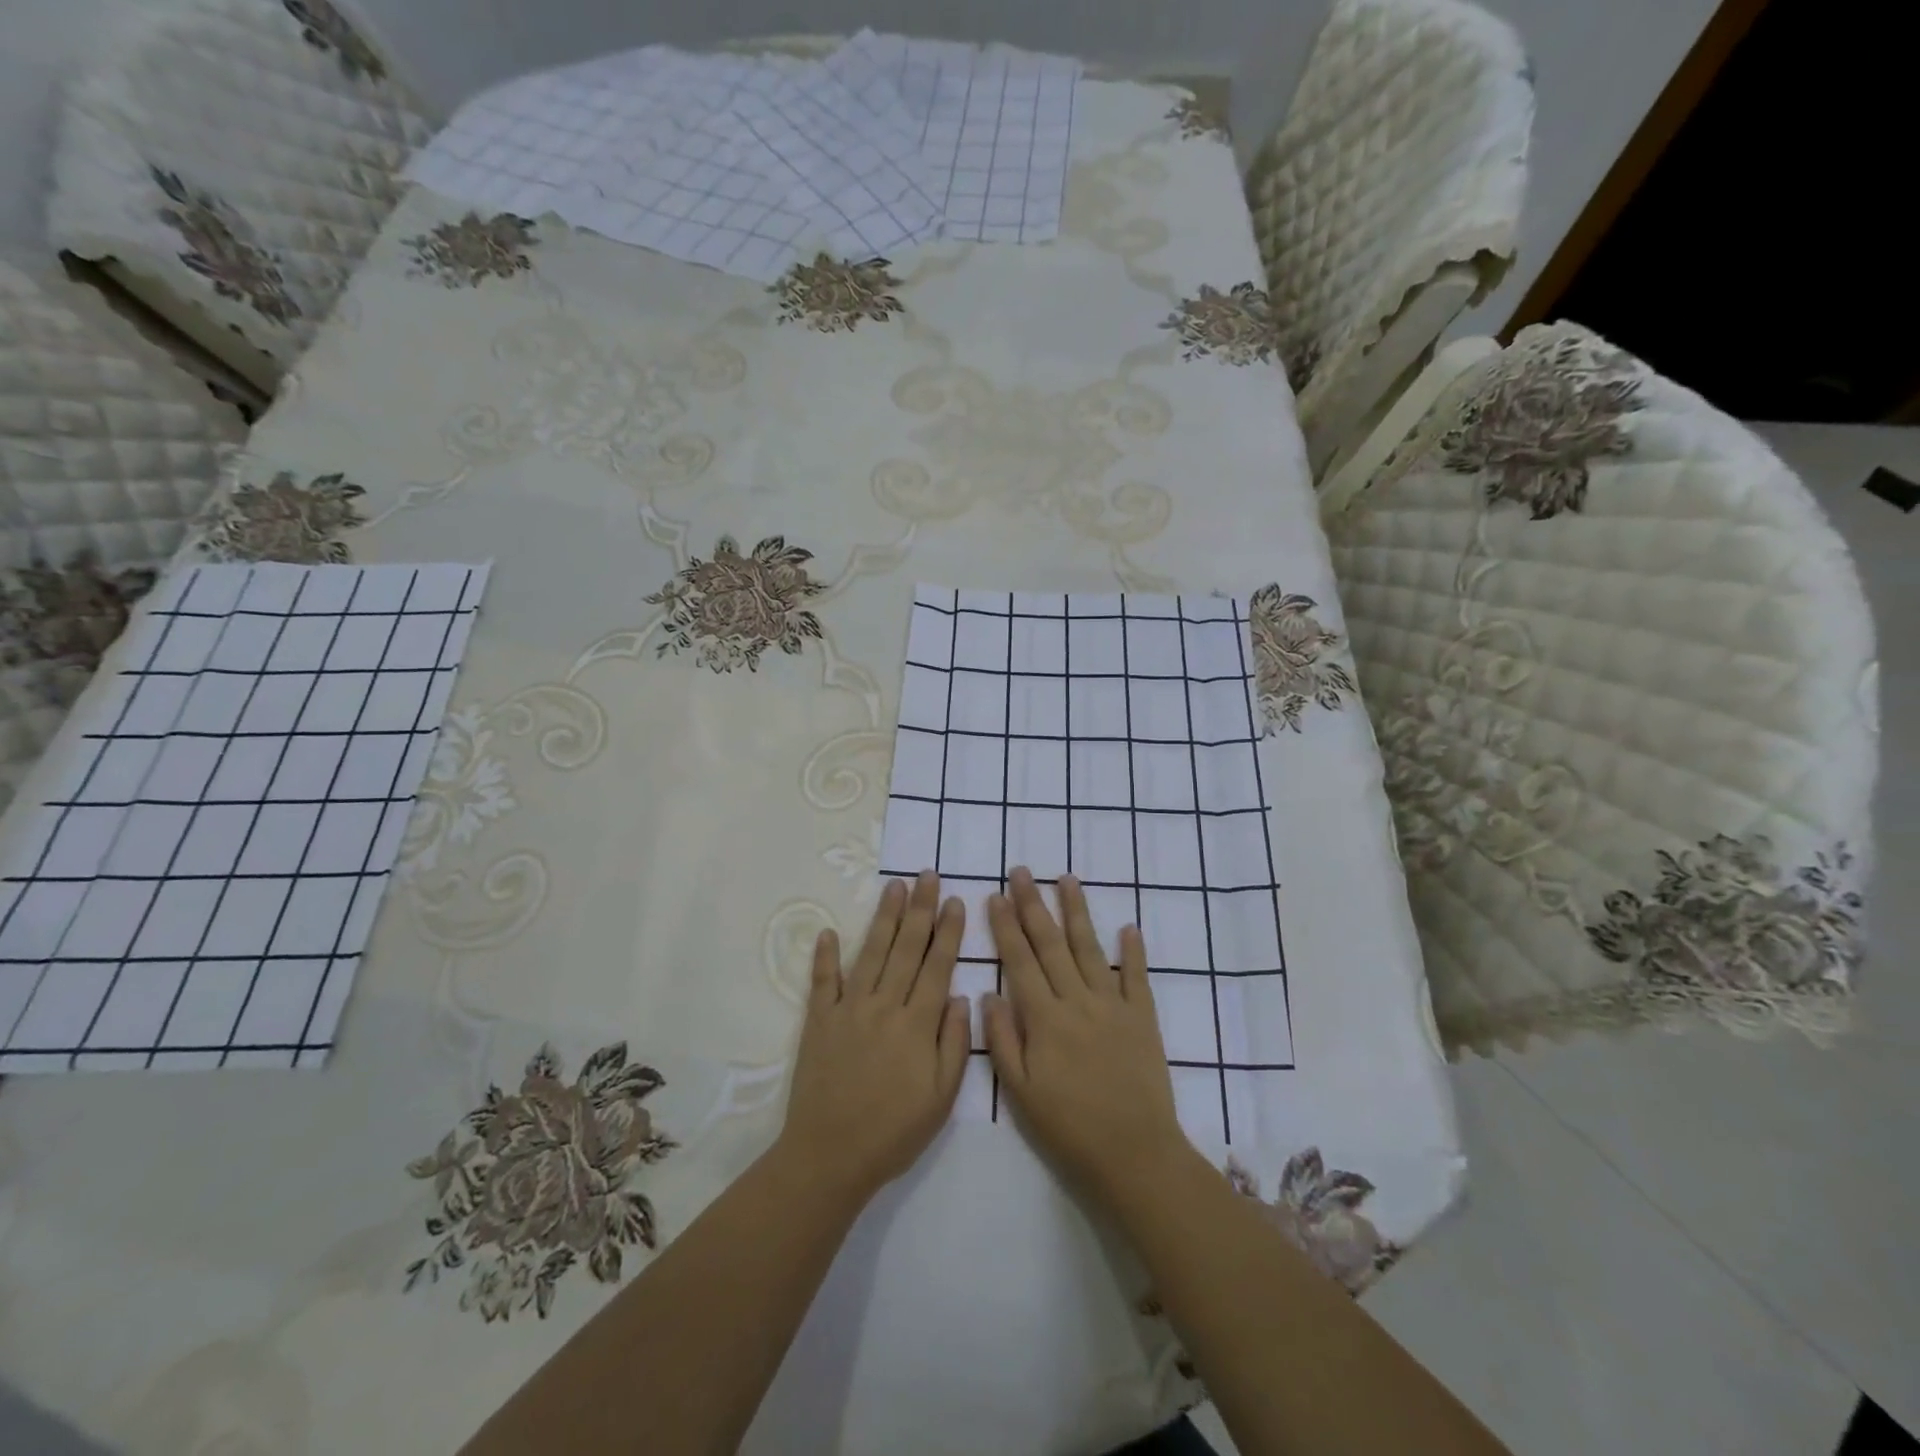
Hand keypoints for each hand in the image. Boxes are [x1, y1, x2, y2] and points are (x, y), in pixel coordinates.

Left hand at [780, 872, 971, 1202]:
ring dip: (884, 918)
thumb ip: (954, 1044)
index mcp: (917, 1024)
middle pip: (906, 948)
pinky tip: (830, 931)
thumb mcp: (941, 1098)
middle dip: (920, 909)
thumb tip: (960, 996)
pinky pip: (823, 981)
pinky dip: (826, 955)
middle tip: (927, 875)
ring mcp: (848, 1009)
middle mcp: (884, 1006)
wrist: (830, 1156)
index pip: (937, 966)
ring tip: (895, 886)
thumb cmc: (894, 1131)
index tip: (955, 900)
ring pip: (871, 953)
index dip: (948, 931)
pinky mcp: (819, 1021)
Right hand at [984, 868, 1191, 1203]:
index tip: (995, 896)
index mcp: (1045, 1019)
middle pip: (1051, 944)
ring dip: (1077, 912)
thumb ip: (1003, 1040)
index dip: (1006, 927)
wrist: (1134, 1154)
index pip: (1020, 961)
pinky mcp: (1142, 1018)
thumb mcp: (1021, 1092)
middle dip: (1033, 905)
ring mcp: (1113, 1006)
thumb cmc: (1069, 1127)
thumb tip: (987, 993)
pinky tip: (1128, 926)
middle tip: (1022, 871)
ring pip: (1090, 949)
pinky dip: (1133, 950)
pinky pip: (1137, 976)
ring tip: (1066, 879)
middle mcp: (1078, 1001)